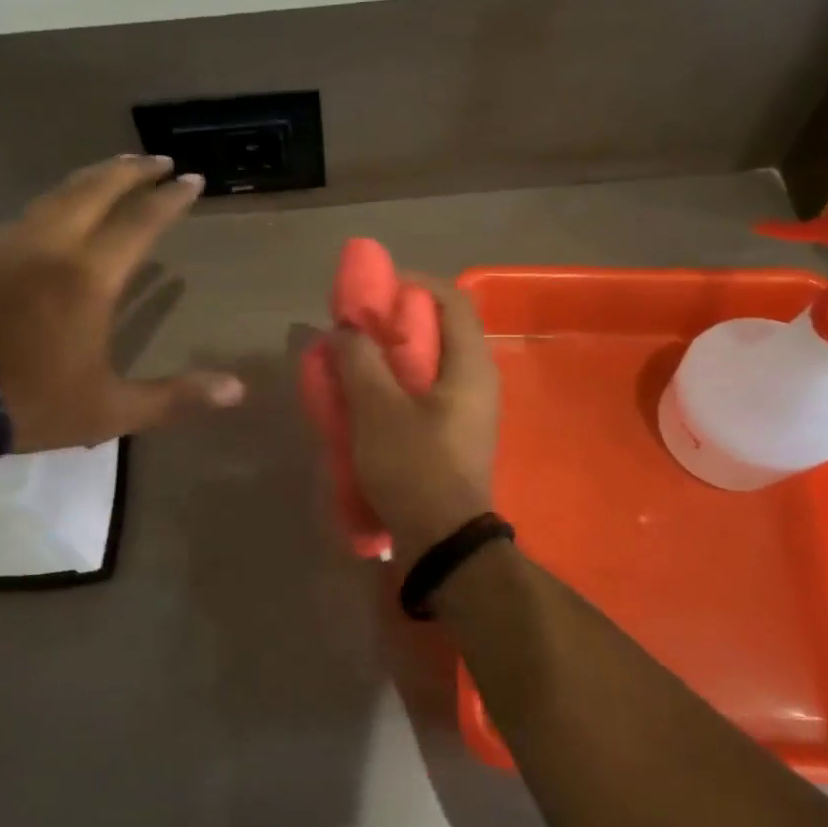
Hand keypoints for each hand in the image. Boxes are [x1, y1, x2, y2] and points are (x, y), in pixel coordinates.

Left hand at [0, 155, 243, 451]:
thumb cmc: (31, 402)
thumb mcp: (112, 409)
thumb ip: (175, 396)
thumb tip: (238, 390)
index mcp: (88, 277)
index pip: (140, 222)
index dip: (170, 199)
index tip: (193, 179)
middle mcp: (52, 247)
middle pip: (96, 190)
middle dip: (132, 171)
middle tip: (159, 159)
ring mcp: (12, 246)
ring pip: (59, 194)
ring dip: (94, 177)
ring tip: (117, 170)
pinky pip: (31, 211)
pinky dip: (59, 197)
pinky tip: (61, 208)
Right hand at [330, 275, 499, 565]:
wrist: (443, 542)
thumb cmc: (414, 467)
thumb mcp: (376, 409)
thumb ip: (359, 360)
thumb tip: (348, 330)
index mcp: (471, 366)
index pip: (452, 300)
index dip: (413, 284)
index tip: (374, 290)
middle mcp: (479, 382)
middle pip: (440, 331)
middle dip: (395, 322)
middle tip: (357, 328)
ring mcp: (469, 412)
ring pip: (430, 365)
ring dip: (391, 357)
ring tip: (354, 363)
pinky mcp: (454, 437)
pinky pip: (425, 395)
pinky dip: (396, 386)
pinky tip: (366, 401)